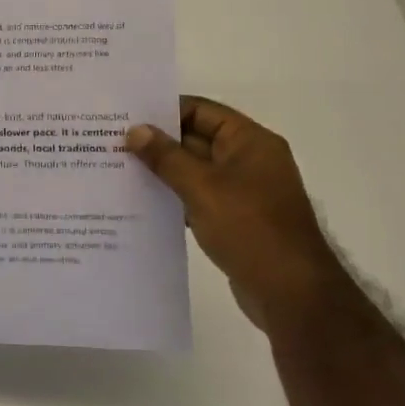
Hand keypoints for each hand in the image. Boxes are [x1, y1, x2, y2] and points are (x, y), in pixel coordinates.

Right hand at [125, 98, 343, 334]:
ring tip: (118, 169)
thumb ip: (166, 157)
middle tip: (112, 142)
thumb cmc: (250, 229)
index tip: (125, 115)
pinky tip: (141, 202)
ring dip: (162, 171)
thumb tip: (135, 130)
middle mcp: (249, 160)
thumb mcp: (202, 187)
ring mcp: (243, 192)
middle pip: (196, 138)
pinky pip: (198, 196)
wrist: (292, 294)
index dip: (164, 110)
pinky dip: (173, 196)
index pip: (201, 110)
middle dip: (157, 141)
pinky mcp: (235, 219)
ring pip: (194, 170)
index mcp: (250, 142)